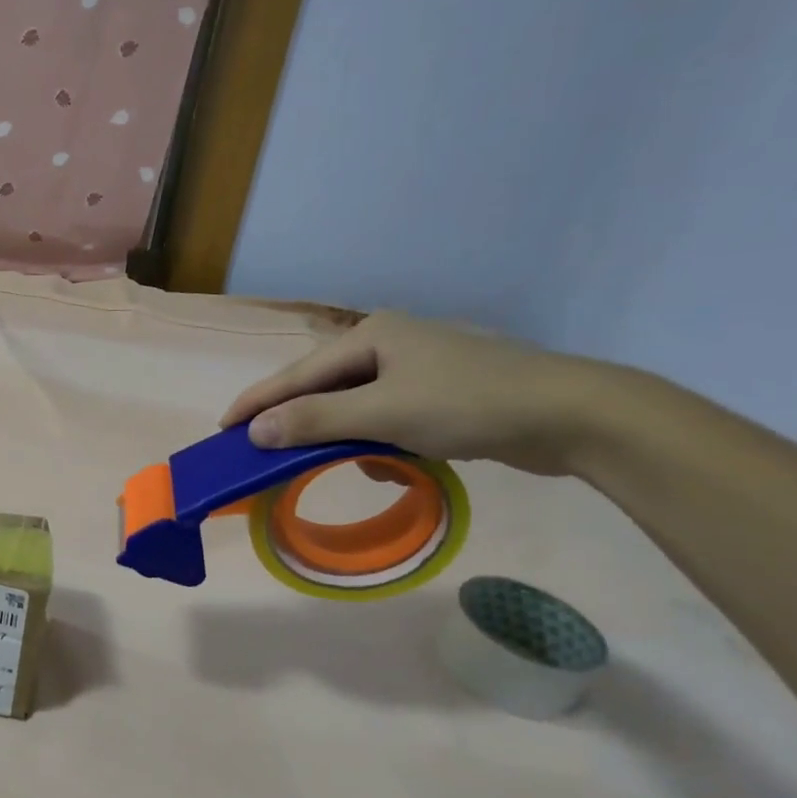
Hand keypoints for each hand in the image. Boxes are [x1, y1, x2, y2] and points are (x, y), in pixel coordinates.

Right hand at [221, 311, 624, 477]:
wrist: (572, 415)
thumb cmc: (469, 403)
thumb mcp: (384, 414)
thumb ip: (316, 421)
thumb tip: (256, 431)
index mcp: (372, 335)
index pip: (297, 373)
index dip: (258, 402)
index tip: (223, 428)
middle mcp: (389, 343)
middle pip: (323, 387)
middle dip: (299, 421)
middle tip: (264, 449)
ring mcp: (417, 366)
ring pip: (354, 405)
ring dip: (343, 436)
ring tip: (338, 462)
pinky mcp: (440, 391)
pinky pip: (385, 416)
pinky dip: (377, 440)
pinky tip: (390, 460)